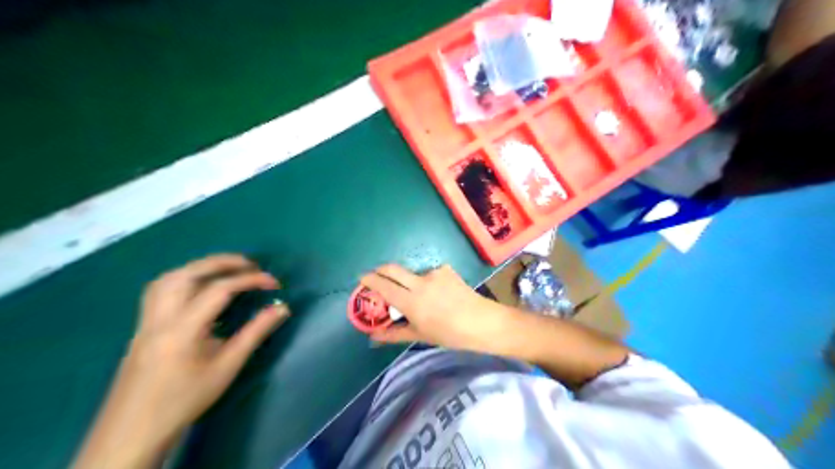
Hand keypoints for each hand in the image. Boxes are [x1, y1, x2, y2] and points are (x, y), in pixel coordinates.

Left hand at [76, 256, 289, 468]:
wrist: (134, 430)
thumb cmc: (185, 399)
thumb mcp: (227, 367)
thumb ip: (255, 333)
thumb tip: (282, 308)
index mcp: (182, 329)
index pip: (219, 290)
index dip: (250, 280)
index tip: (274, 282)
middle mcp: (160, 317)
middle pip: (188, 273)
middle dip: (223, 262)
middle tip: (251, 264)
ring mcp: (146, 320)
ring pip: (169, 278)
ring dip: (200, 267)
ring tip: (227, 270)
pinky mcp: (141, 326)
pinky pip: (160, 289)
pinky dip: (183, 278)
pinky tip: (198, 288)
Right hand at [363, 264, 511, 355]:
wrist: (483, 322)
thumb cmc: (450, 334)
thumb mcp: (420, 335)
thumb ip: (394, 333)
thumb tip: (372, 335)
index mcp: (411, 301)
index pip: (383, 285)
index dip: (369, 279)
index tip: (361, 279)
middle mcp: (419, 282)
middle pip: (392, 268)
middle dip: (380, 270)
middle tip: (376, 278)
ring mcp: (434, 273)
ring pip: (412, 272)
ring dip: (407, 280)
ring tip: (417, 296)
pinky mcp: (446, 269)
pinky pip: (429, 273)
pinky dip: (426, 281)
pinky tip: (437, 293)